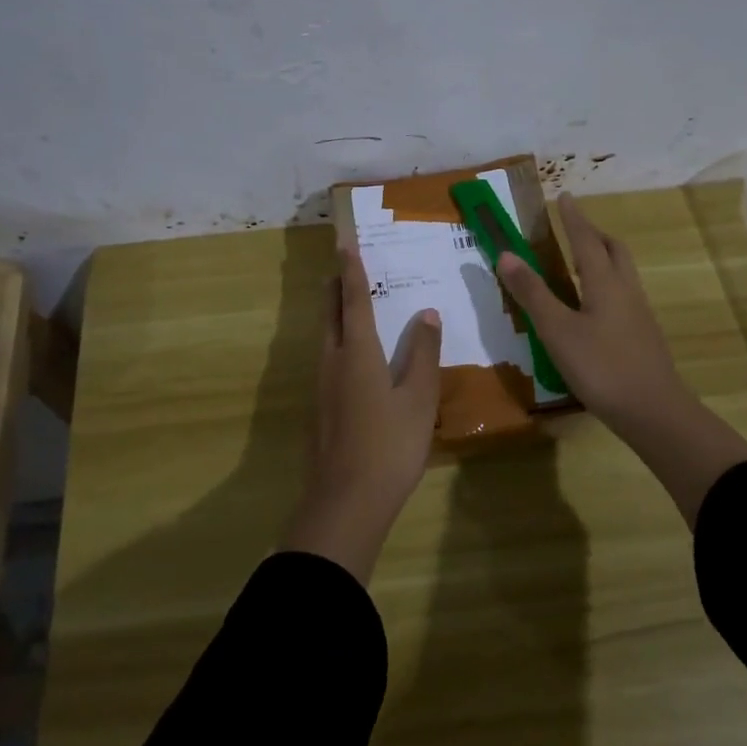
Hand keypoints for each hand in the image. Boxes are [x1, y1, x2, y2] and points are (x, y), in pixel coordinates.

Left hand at [280, 247, 442, 581]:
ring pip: (326, 337)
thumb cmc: (389, 445)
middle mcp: (333, 361)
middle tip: (344, 266)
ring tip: (350, 305)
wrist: (345, 502)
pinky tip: (354, 358)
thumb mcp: (418, 398)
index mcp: (357, 352)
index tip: (344, 242)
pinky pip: (328, 360)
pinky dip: (339, 342)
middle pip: (330, 313)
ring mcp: (321, 386)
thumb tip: (426, 313)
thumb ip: (423, 353)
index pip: (353, 299)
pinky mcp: (319, 409)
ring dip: (335, 314)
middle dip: (336, 287)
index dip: (351, 270)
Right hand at [496, 193, 690, 429]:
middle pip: (614, 250)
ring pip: (622, 272)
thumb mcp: (557, 330)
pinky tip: (592, 306)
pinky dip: (606, 284)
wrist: (654, 412)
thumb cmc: (601, 367)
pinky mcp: (643, 335)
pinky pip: (623, 294)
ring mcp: (639, 314)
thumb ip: (532, 293)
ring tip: (579, 263)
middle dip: (593, 234)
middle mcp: (626, 290)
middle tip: (573, 228)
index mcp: (605, 282)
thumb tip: (506, 254)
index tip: (565, 196)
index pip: (586, 239)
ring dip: (602, 258)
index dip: (573, 218)